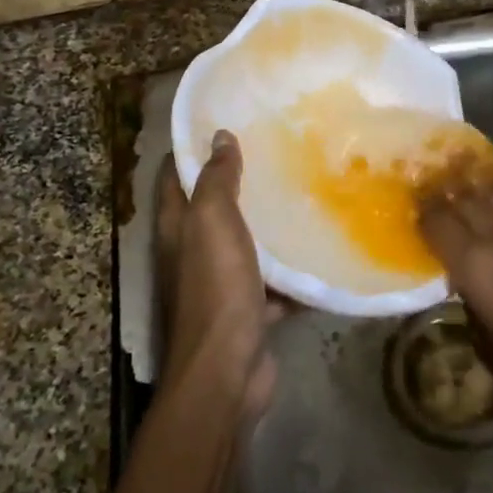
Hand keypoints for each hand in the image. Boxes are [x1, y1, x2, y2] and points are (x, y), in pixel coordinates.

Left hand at [155, 132, 276, 418]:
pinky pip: (271, 281)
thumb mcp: (212, 222)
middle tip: (275, 151)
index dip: (192, 147)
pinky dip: (290, 270)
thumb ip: (216, 179)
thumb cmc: (215, 287)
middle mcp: (192, 251)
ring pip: (245, 243)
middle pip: (212, 207)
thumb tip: (219, 136)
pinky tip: (319, 248)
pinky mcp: (248, 309)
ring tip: (302, 190)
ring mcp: (220, 282)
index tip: (225, 122)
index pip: (173, 175)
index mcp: (176, 226)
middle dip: (239, 181)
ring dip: (267, 225)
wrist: (227, 370)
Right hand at [417, 138, 492, 431]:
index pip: (437, 225)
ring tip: (458, 153)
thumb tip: (468, 284)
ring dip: (476, 169)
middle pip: (464, 200)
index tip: (413, 202)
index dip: (422, 211)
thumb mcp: (487, 345)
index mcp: (473, 267)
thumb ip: (472, 304)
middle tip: (428, 171)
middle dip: (442, 184)